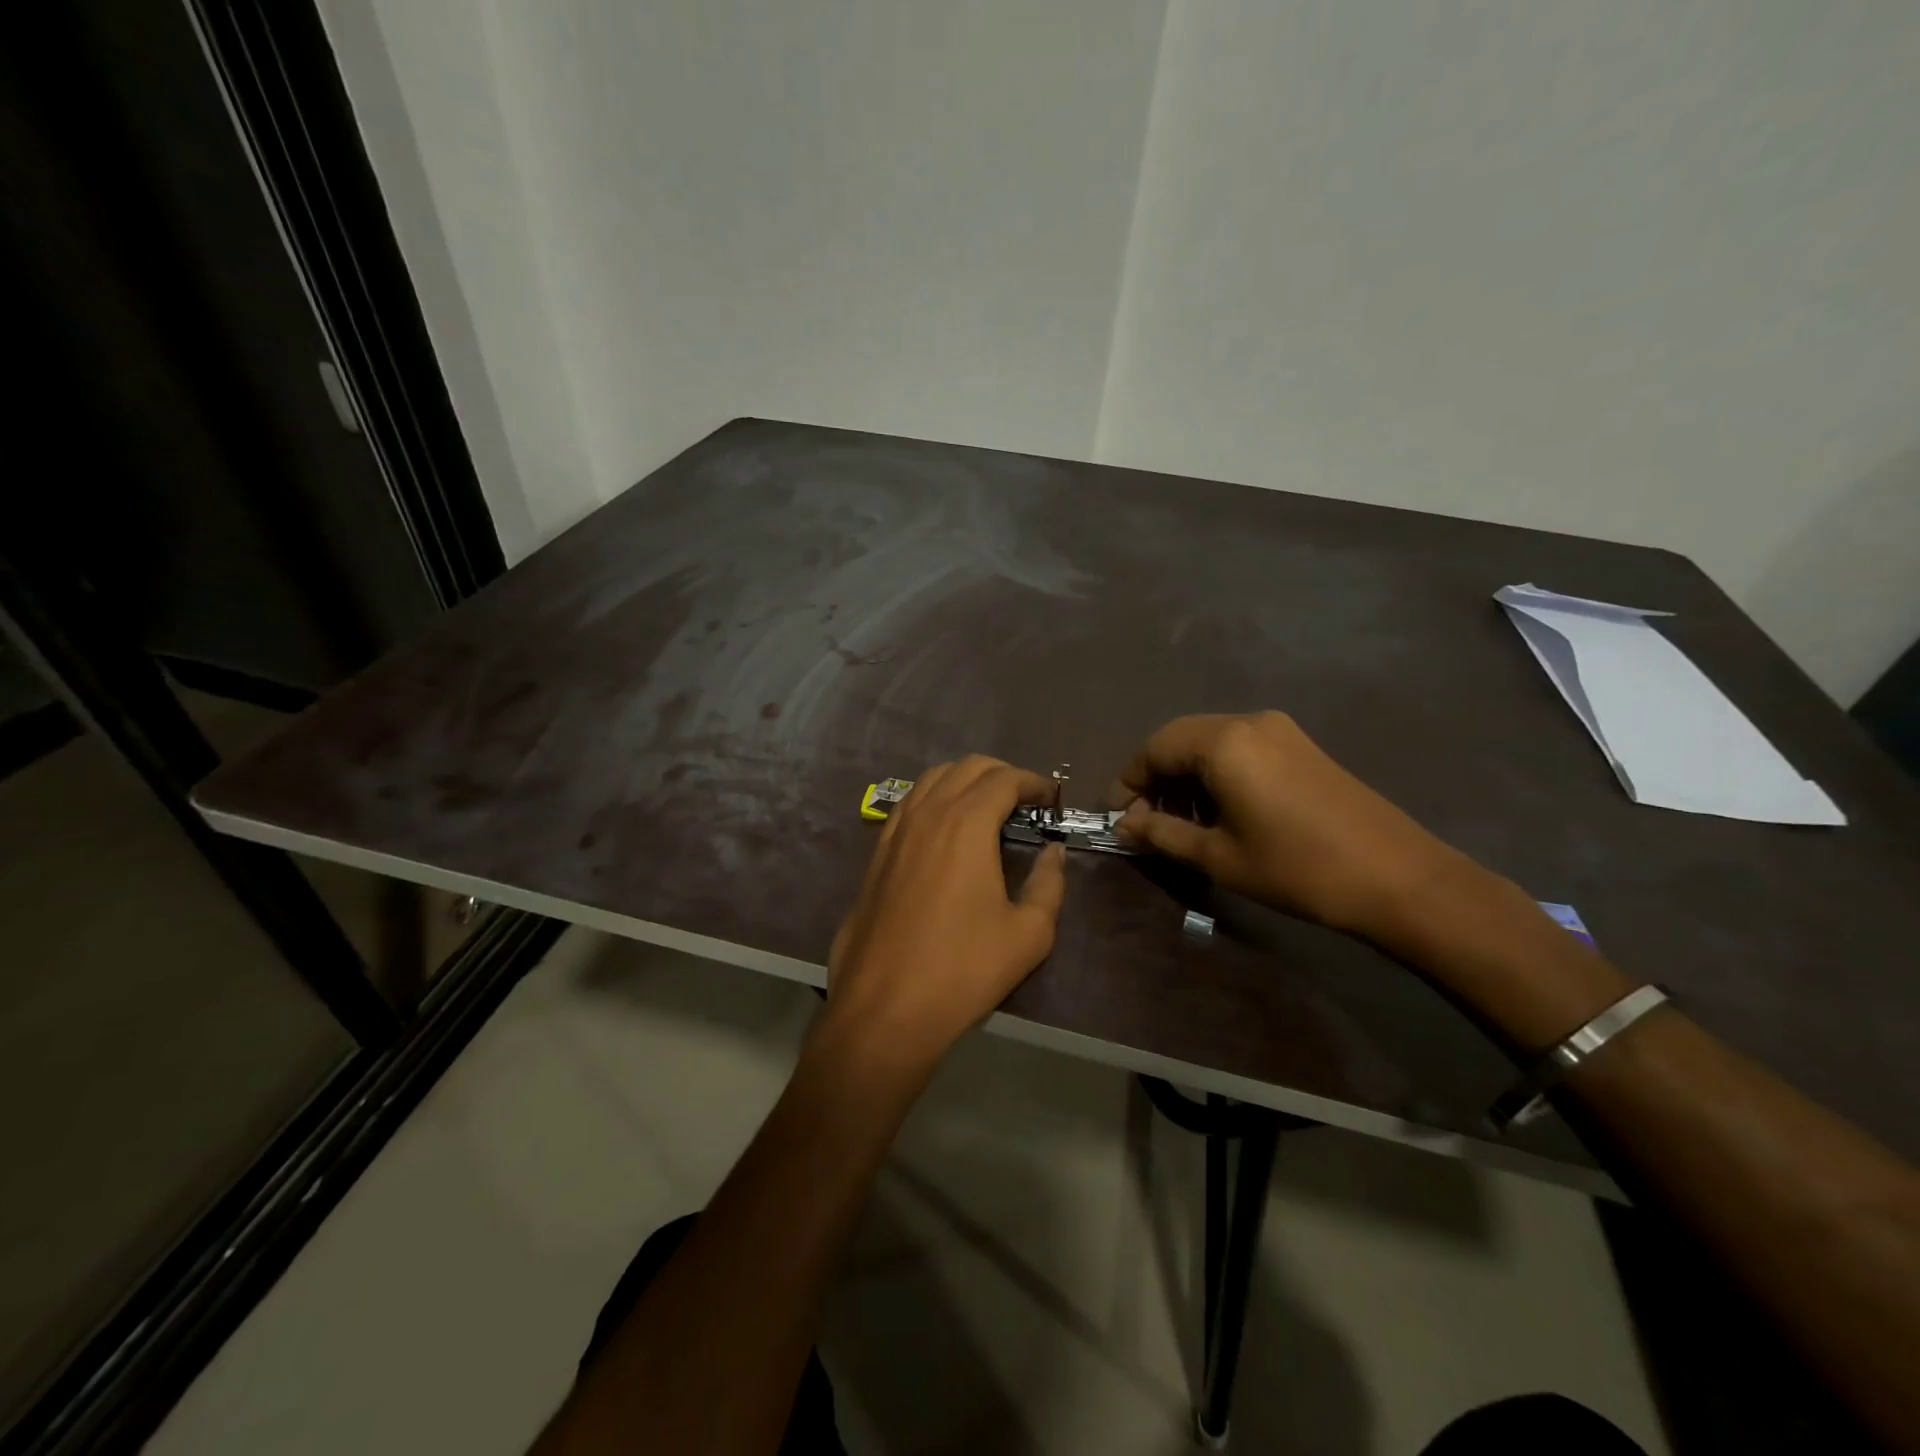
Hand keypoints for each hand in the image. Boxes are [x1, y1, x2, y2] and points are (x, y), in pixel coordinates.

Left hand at [827, 756, 1066, 1072]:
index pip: (1004, 779)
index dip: (1033, 782)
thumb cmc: (964, 970)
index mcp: (966, 823)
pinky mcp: (876, 854)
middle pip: (966, 767)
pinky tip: (945, 830)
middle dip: (1001, 774)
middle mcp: (928, 814)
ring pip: (931, 780)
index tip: (1051, 798)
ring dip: (964, 781)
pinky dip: (934, 799)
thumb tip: (1053, 853)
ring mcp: (895, 831)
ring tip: (987, 808)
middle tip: (1025, 800)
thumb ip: (1048, 884)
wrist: (885, 1008)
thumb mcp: (1029, 934)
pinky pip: (908, 805)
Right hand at [1114, 712, 1467, 938]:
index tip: (1119, 820)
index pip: (1154, 749)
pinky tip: (1221, 812)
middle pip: (1180, 740)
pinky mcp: (1300, 746)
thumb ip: (1162, 834)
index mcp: (1224, 742)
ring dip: (1186, 778)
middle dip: (1156, 779)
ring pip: (1210, 743)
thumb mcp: (1219, 856)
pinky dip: (1217, 774)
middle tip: (1147, 823)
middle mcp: (1249, 722)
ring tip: (1183, 824)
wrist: (1398, 878)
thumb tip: (1124, 826)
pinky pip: (1240, 749)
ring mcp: (1279, 731)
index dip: (1129, 783)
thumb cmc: (1297, 868)